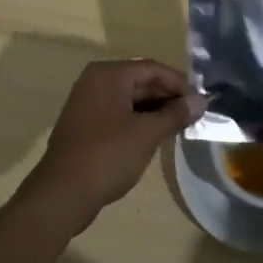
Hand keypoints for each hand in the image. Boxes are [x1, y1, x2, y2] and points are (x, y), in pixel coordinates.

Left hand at [20, 59, 203, 234]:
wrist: (61, 193)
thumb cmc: (107, 156)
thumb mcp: (146, 134)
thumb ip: (174, 115)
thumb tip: (200, 101)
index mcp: (109, 74)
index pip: (152, 68)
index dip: (179, 83)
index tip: (200, 101)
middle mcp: (96, 80)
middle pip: (140, 80)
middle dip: (167, 96)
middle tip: (194, 115)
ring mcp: (88, 102)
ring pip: (130, 98)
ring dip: (154, 109)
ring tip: (179, 126)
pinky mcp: (85, 123)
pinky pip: (118, 112)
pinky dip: (138, 120)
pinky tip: (154, 136)